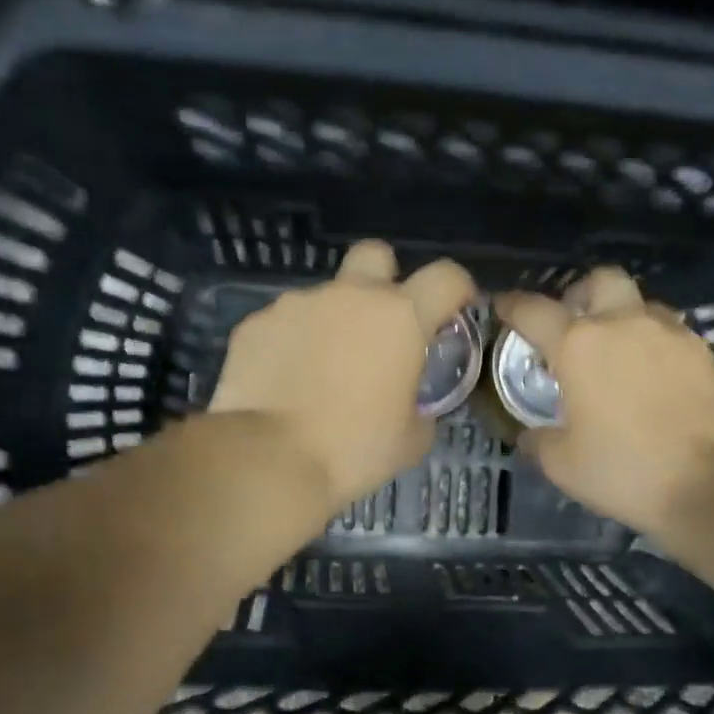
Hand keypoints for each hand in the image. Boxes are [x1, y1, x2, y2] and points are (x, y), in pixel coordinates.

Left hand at [209, 240, 475, 514]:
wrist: (269, 459)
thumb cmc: (353, 449)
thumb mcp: (411, 440)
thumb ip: (421, 408)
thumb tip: (412, 406)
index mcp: (400, 317)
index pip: (446, 276)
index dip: (457, 287)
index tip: (455, 308)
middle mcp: (350, 296)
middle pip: (376, 254)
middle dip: (385, 277)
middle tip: (381, 323)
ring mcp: (297, 304)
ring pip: (325, 296)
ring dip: (333, 321)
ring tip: (322, 370)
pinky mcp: (256, 323)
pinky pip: (284, 323)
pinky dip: (292, 344)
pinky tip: (285, 382)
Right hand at [493, 268, 713, 537]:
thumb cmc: (628, 470)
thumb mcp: (564, 465)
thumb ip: (539, 440)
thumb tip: (531, 433)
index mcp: (579, 344)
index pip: (534, 310)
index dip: (512, 305)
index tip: (502, 307)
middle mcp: (624, 324)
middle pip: (600, 280)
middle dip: (581, 294)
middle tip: (573, 325)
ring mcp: (671, 333)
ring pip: (641, 304)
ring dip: (622, 318)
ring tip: (617, 355)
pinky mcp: (706, 352)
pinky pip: (671, 332)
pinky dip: (654, 344)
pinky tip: (653, 377)